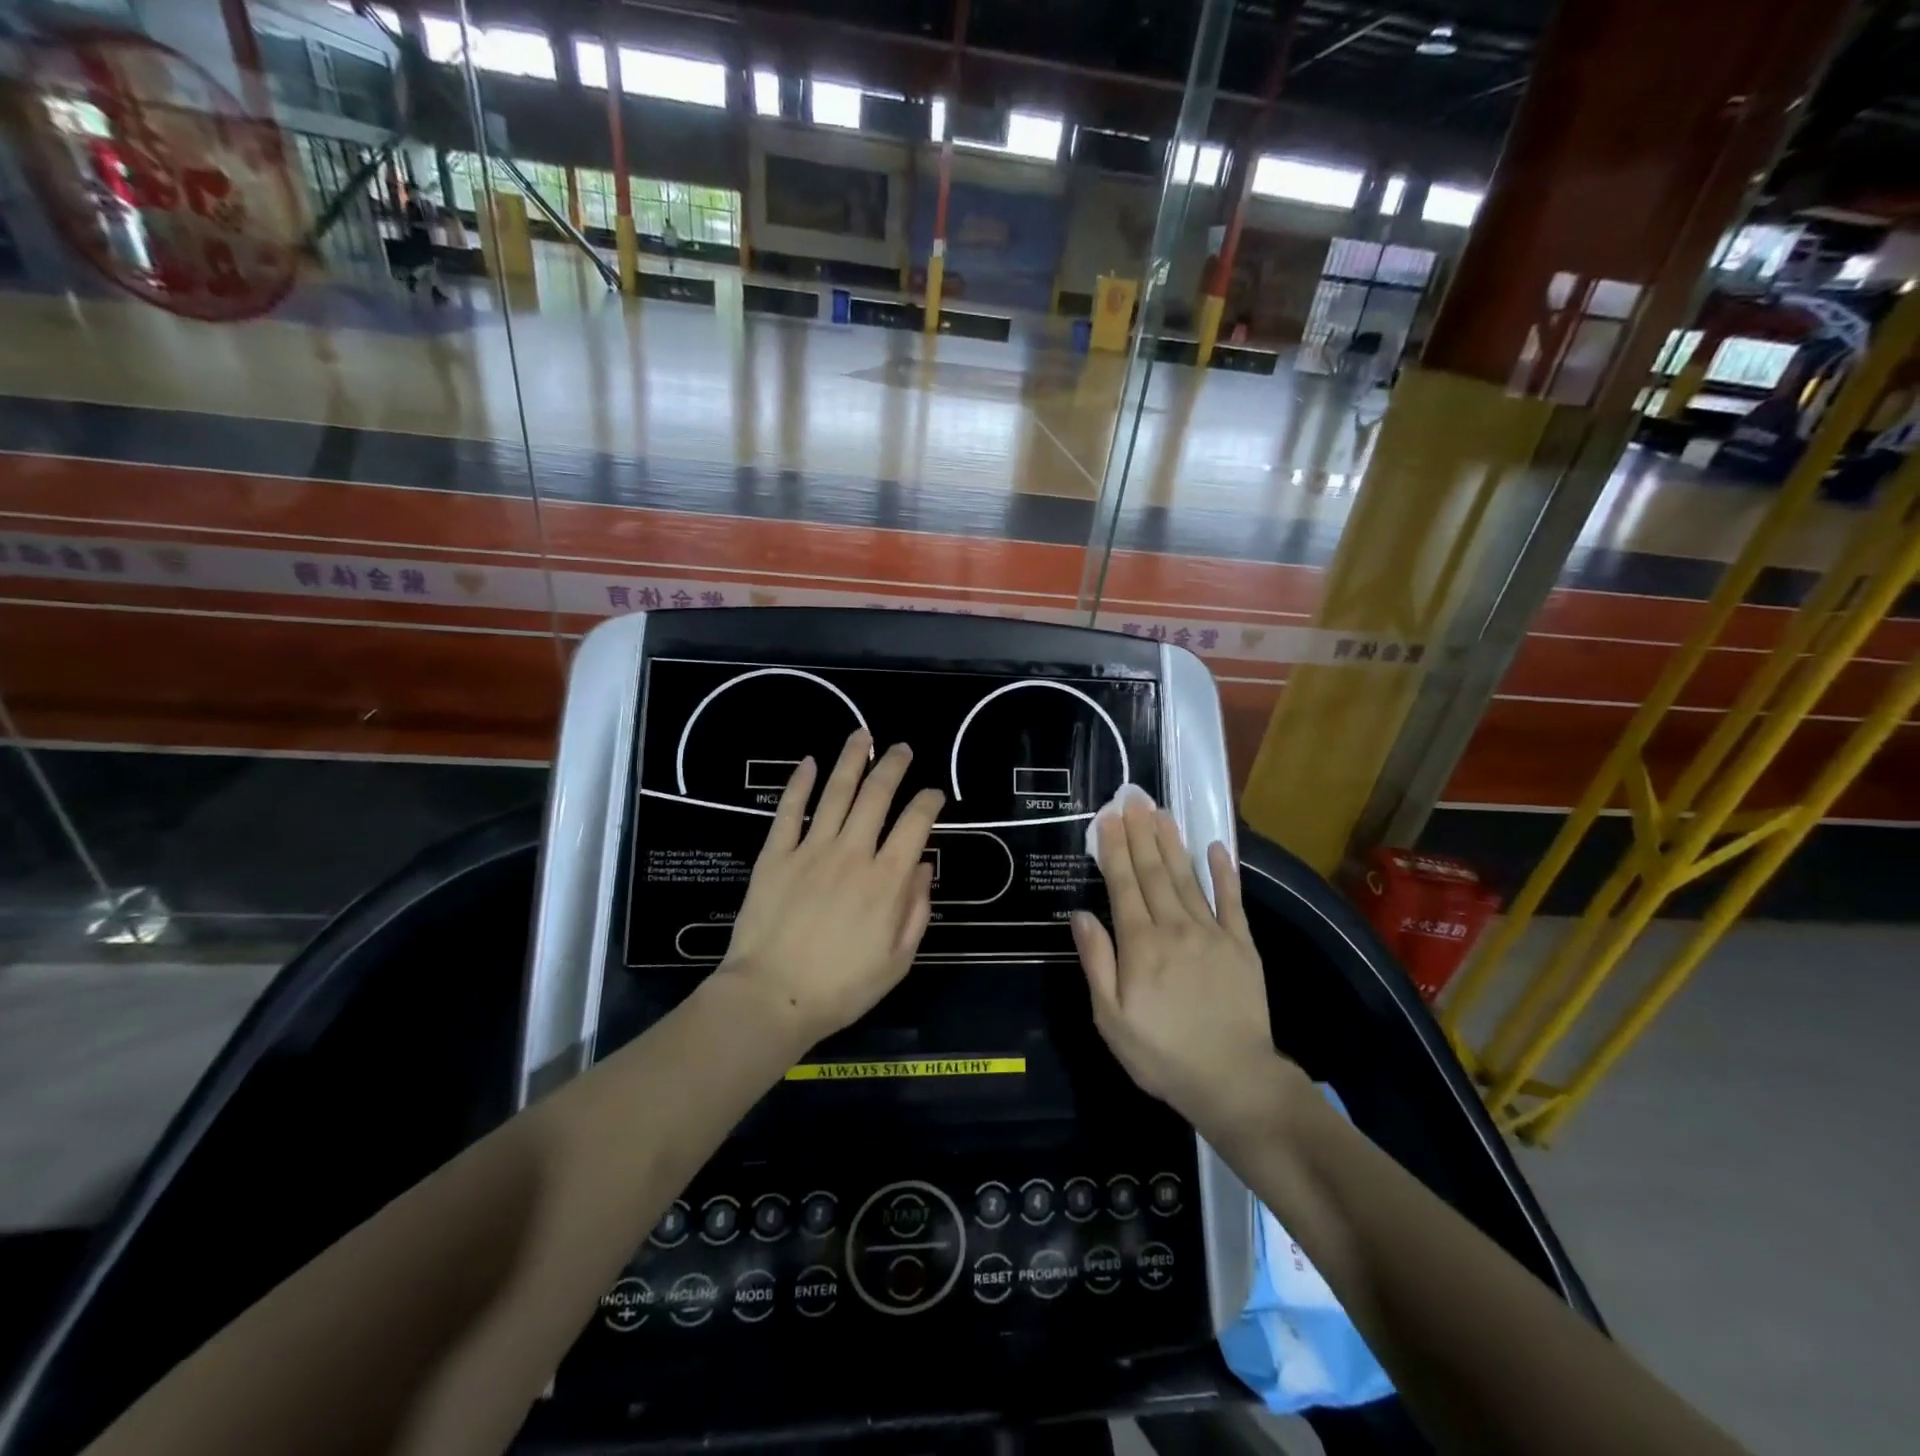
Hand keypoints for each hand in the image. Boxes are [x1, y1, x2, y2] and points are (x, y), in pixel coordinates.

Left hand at [719, 728, 943, 1047]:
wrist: (772, 997)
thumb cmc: (841, 987)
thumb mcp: (897, 960)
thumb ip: (916, 910)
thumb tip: (923, 866)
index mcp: (886, 881)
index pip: (916, 825)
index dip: (929, 801)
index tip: (934, 793)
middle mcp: (853, 854)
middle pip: (877, 796)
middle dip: (894, 767)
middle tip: (902, 749)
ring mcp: (811, 850)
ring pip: (836, 792)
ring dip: (852, 760)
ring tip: (862, 736)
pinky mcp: (776, 855)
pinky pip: (790, 811)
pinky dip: (800, 783)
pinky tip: (809, 762)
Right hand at [1071, 798, 1301, 1140]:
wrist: (1233, 1080)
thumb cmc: (1162, 1054)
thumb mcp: (1111, 1018)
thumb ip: (1097, 962)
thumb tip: (1081, 914)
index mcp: (1140, 944)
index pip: (1123, 885)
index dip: (1114, 848)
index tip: (1108, 817)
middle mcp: (1175, 927)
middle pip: (1153, 872)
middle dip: (1140, 832)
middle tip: (1133, 797)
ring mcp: (1212, 933)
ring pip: (1186, 878)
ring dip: (1172, 842)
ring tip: (1161, 812)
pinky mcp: (1242, 945)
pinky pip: (1232, 901)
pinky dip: (1223, 873)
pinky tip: (1216, 848)